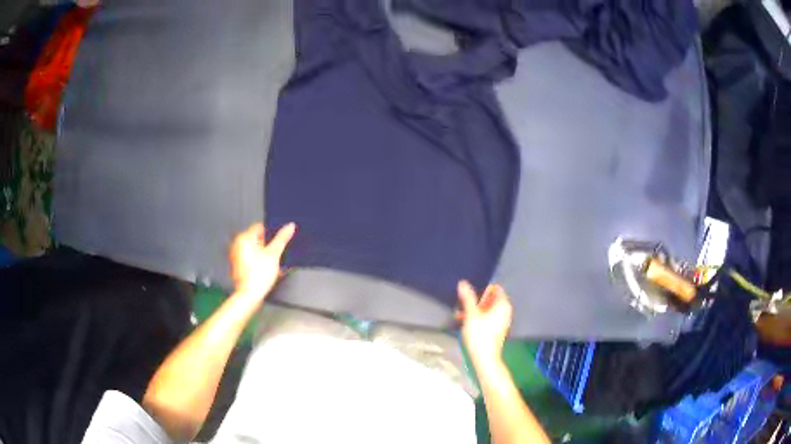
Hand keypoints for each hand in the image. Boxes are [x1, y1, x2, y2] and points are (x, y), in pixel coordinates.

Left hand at [230, 222, 295, 300]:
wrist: (249, 295)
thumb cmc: (258, 275)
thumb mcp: (274, 254)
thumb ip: (282, 238)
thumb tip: (290, 226)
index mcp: (244, 237)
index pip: (260, 227)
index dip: (272, 234)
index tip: (277, 242)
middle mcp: (238, 244)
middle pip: (258, 239)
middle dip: (268, 246)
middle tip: (276, 255)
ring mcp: (237, 255)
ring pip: (255, 249)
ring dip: (264, 254)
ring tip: (272, 264)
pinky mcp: (238, 265)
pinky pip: (251, 258)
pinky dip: (258, 261)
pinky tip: (266, 270)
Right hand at [457, 281, 512, 366]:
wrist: (485, 358)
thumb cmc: (480, 335)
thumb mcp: (471, 314)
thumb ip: (467, 298)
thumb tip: (463, 283)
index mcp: (503, 305)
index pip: (495, 289)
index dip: (482, 290)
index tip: (470, 296)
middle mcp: (505, 311)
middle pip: (490, 300)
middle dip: (476, 302)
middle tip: (462, 306)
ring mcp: (501, 321)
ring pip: (487, 310)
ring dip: (474, 311)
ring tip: (459, 315)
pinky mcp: (496, 330)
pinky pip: (487, 319)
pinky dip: (477, 319)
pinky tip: (465, 324)